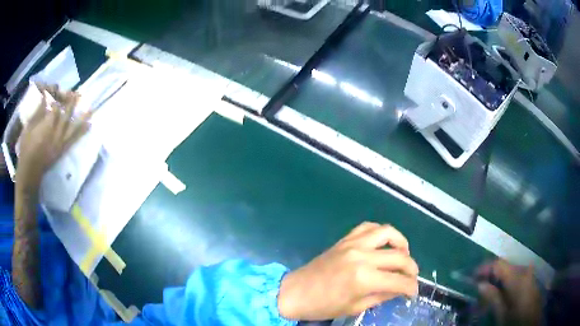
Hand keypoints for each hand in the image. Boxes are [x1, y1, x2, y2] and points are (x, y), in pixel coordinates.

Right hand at [16, 84, 90, 195]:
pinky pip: (73, 140)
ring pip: (73, 127)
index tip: (57, 91)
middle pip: (66, 115)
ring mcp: (60, 144)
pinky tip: (89, 126)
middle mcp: (56, 135)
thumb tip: (46, 98)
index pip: (56, 108)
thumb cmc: (25, 150)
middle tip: (78, 93)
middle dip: (72, 103)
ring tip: (92, 109)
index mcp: (47, 128)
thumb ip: (38, 113)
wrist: (29, 174)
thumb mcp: (28, 128)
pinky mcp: (61, 151)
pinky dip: (82, 132)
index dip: (57, 98)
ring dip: (82, 117)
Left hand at [278, 222, 418, 320]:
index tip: (413, 293)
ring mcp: (353, 244)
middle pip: (399, 257)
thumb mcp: (355, 307)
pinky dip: (380, 233)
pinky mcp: (345, 239)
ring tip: (403, 255)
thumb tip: (399, 289)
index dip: (411, 288)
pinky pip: (368, 227)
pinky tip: (383, 244)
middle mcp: (362, 256)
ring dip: (401, 243)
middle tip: (412, 278)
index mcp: (364, 278)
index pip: (399, 281)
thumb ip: (381, 296)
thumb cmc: (323, 306)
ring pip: (388, 233)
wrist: (295, 293)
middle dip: (411, 269)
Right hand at [477, 260, 541, 325]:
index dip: (484, 268)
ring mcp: (530, 275)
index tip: (472, 277)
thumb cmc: (516, 321)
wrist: (531, 325)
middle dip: (491, 276)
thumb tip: (480, 284)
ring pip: (511, 273)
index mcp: (518, 277)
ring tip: (489, 295)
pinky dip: (508, 284)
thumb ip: (492, 298)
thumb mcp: (502, 314)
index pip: (499, 264)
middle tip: (479, 290)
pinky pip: (518, 277)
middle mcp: (525, 271)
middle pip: (506, 267)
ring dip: (499, 281)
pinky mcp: (532, 281)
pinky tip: (503, 296)